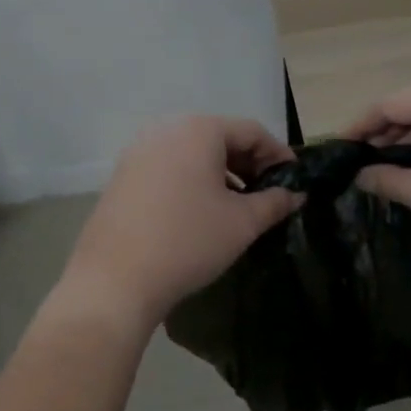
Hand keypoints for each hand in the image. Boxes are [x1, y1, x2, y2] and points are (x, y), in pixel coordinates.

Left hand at [59, 116, 303, 330]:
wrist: (115, 280)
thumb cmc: (188, 242)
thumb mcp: (241, 223)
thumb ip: (274, 203)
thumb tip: (295, 194)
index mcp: (198, 130)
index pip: (251, 132)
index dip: (278, 155)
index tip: (295, 181)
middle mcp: (165, 130)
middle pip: (219, 138)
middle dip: (249, 164)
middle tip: (269, 194)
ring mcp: (138, 152)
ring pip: (192, 154)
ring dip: (221, 174)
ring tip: (238, 206)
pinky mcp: (122, 176)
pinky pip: (168, 168)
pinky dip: (192, 181)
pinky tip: (202, 212)